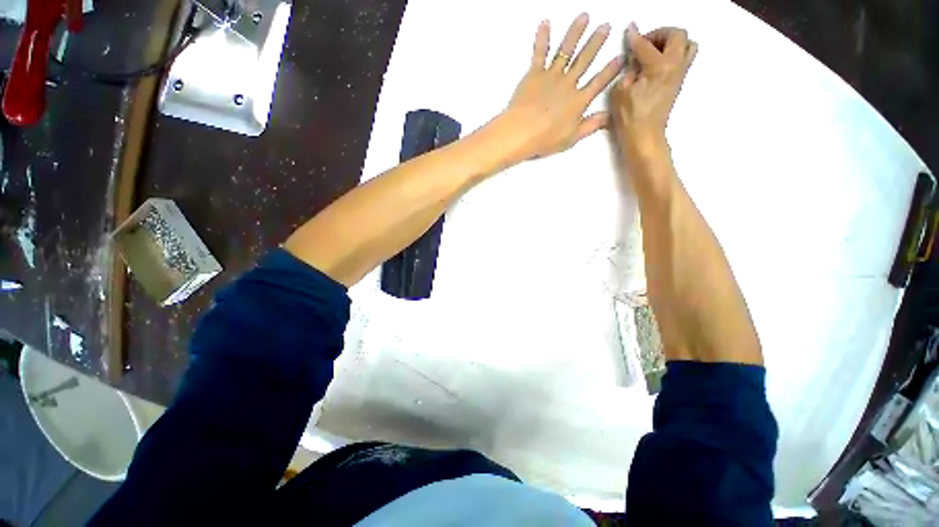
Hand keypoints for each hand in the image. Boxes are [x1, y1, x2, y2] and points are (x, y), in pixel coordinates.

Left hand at [493, 14, 623, 163]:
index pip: (599, 82)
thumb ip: (590, 126)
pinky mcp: (534, 74)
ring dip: (575, 32)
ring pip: (566, 50)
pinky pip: (540, 52)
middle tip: (605, 27)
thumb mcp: (571, 138)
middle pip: (585, 60)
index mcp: (578, 101)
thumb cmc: (545, 139)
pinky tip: (545, 23)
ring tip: (583, 17)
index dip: (610, 70)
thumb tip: (608, 118)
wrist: (522, 132)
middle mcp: (568, 84)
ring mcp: (551, 76)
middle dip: (596, 42)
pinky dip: (543, 37)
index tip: (620, 58)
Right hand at [610, 24, 696, 154]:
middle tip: (644, 43)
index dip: (634, 37)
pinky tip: (657, 64)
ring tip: (654, 52)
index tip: (629, 30)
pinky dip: (673, 53)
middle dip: (660, 34)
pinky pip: (684, 58)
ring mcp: (680, 74)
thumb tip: (634, 60)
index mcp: (659, 66)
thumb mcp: (620, 92)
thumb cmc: (629, 118)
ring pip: (687, 45)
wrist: (644, 137)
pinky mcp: (678, 83)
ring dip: (672, 42)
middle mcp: (675, 65)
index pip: (645, 45)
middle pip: (677, 35)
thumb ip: (628, 70)